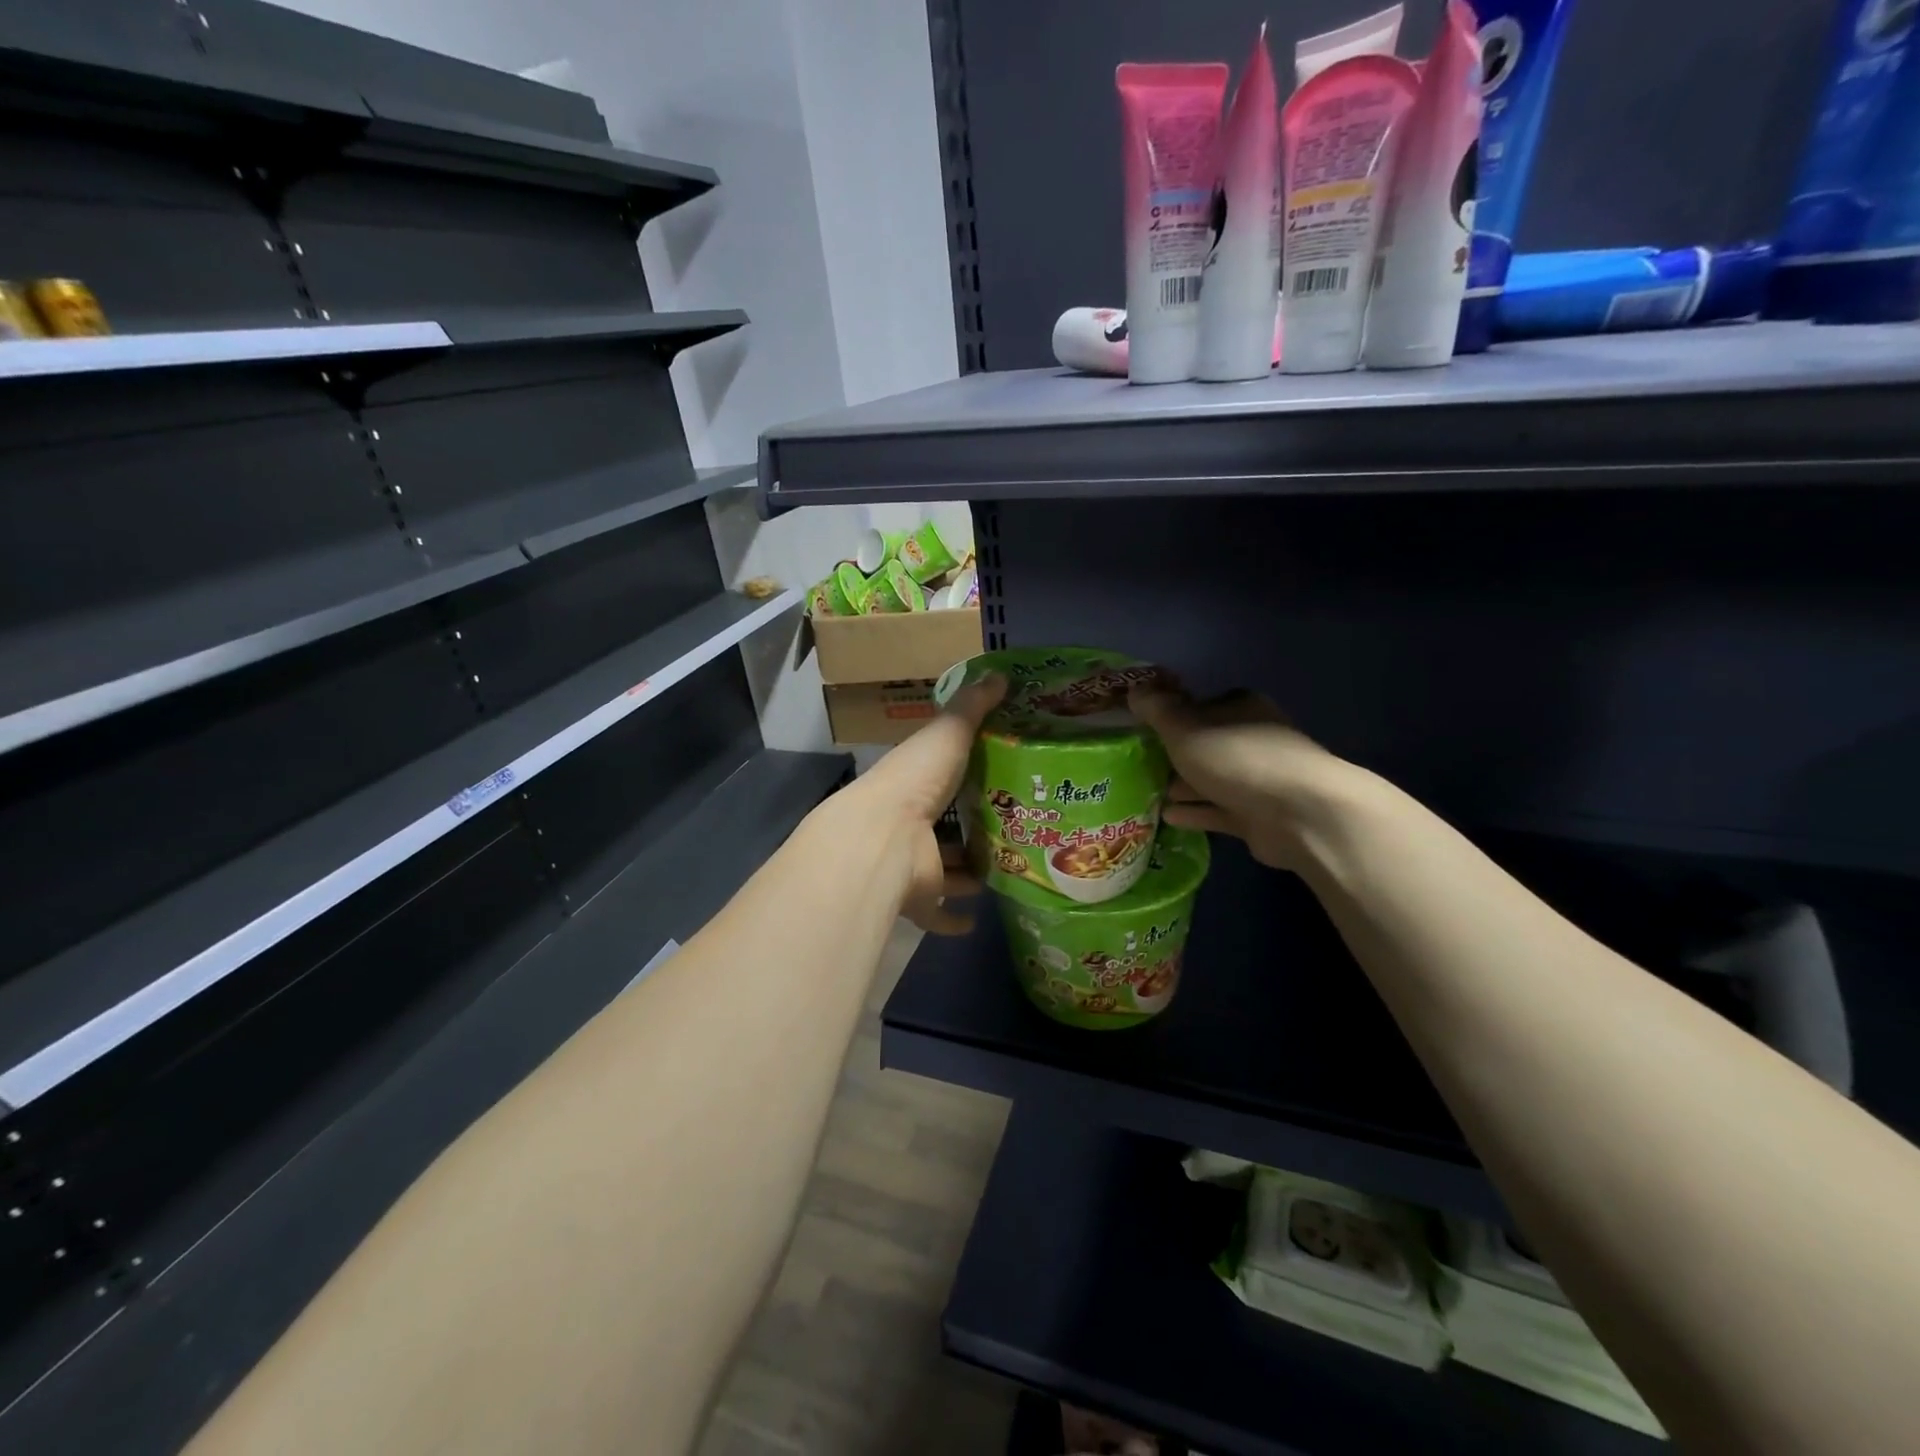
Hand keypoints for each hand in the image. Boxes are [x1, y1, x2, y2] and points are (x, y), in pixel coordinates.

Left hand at [833, 673, 1004, 933]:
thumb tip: (1000, 674)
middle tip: (1018, 825)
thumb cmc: (915, 782)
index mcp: (914, 781)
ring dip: (968, 871)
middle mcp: (911, 823)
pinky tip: (975, 918)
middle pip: (946, 825)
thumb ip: (972, 707)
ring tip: (1009, 867)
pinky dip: (953, 918)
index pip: (941, 775)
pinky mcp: (919, 899)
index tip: (1004, 773)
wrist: (883, 842)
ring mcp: (914, 864)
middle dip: (973, 826)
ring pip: (945, 869)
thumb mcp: (947, 733)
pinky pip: (936, 913)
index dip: (967, 773)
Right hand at [1129, 683, 1349, 871]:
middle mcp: (1252, 739)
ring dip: (1183, 785)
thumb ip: (1157, 710)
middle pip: (1205, 744)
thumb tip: (1134, 688)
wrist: (1298, 813)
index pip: (1199, 706)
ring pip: (1211, 779)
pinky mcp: (1259, 816)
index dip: (1170, 717)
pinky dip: (1195, 811)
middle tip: (1138, 764)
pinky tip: (1167, 816)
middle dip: (1174, 755)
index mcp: (1240, 708)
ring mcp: (1258, 779)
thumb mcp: (1184, 727)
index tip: (1141, 731)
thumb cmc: (1235, 758)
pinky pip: (1218, 810)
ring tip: (1146, 792)